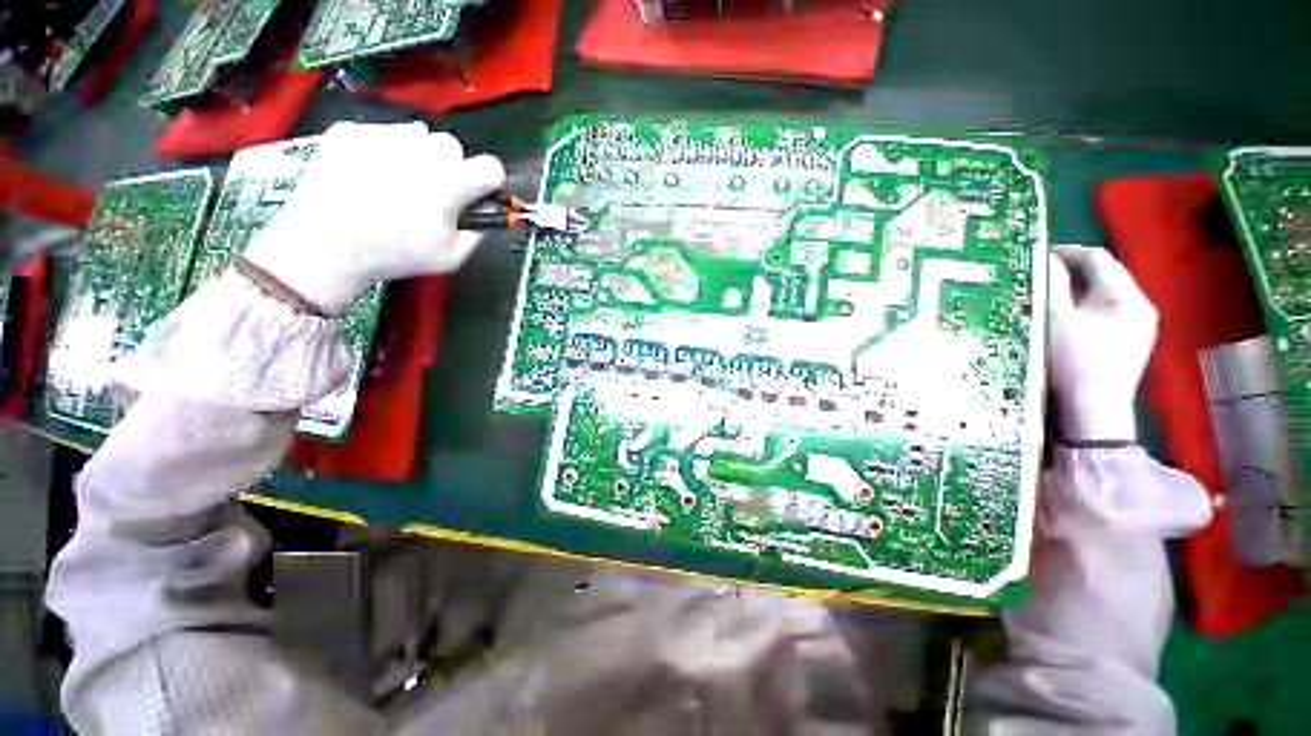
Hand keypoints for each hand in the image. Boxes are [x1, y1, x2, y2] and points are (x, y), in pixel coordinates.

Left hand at [244, 122, 504, 314]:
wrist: (325, 245)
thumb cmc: (395, 255)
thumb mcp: (451, 257)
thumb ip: (478, 232)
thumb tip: (487, 215)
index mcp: (450, 183)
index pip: (491, 166)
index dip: (489, 182)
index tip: (479, 194)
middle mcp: (420, 151)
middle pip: (453, 146)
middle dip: (451, 167)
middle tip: (434, 191)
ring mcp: (382, 136)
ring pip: (417, 135)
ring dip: (419, 155)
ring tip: (401, 182)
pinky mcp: (350, 131)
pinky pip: (381, 133)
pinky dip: (383, 151)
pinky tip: (370, 176)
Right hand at [1048, 246, 1157, 441]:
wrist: (1092, 416)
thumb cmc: (1074, 366)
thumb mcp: (1057, 322)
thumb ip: (1051, 286)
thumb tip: (1043, 258)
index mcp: (1129, 298)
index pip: (1098, 259)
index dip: (1064, 253)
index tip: (1032, 258)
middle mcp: (1140, 307)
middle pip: (1102, 276)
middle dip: (1067, 273)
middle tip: (1033, 277)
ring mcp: (1137, 327)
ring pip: (1100, 295)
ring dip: (1072, 291)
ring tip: (1042, 296)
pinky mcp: (1128, 342)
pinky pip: (1102, 313)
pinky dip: (1080, 308)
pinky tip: (1061, 319)